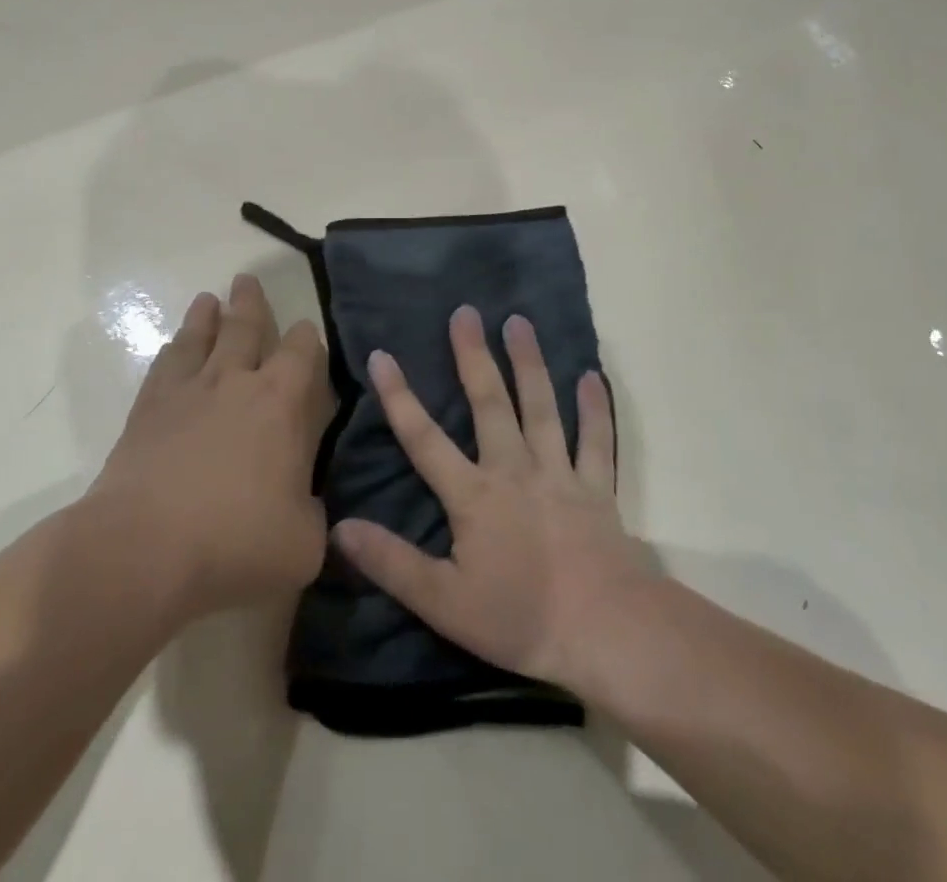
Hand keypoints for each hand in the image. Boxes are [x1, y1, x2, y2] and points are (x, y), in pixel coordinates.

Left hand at [92, 274, 332, 618]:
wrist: (144, 548)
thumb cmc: (236, 542)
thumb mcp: (303, 543)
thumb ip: (313, 514)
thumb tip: (308, 503)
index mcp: (282, 403)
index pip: (303, 351)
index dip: (308, 337)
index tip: (307, 333)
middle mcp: (236, 381)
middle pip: (246, 326)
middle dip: (251, 303)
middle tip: (247, 280)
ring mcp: (188, 390)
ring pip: (201, 336)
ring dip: (207, 316)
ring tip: (209, 299)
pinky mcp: (148, 408)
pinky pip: (164, 365)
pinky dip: (173, 350)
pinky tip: (173, 348)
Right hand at [332, 306, 650, 694]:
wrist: (605, 632)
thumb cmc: (520, 619)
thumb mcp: (443, 602)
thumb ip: (392, 562)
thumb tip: (340, 527)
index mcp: (474, 495)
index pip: (424, 438)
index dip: (399, 397)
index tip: (382, 355)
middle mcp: (514, 469)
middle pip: (489, 403)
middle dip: (473, 356)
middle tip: (466, 312)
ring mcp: (559, 473)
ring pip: (542, 407)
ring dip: (529, 363)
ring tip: (520, 322)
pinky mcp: (596, 488)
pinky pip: (596, 440)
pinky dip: (595, 409)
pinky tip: (593, 377)